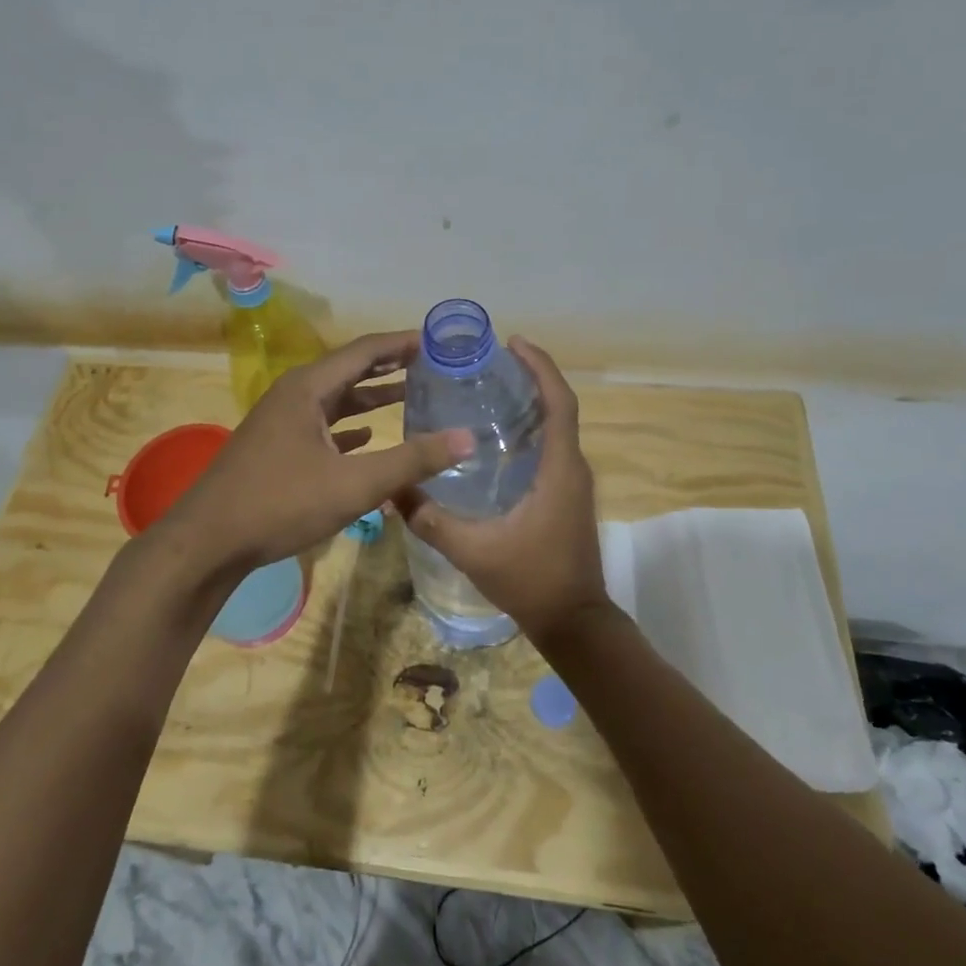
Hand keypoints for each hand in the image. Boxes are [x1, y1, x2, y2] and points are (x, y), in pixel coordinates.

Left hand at [154, 331, 474, 579]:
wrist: (208, 541)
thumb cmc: (280, 503)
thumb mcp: (354, 484)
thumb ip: (412, 461)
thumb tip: (469, 438)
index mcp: (308, 388)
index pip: (364, 351)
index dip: (402, 344)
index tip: (438, 341)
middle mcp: (294, 395)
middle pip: (350, 370)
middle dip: (390, 366)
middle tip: (432, 365)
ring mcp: (282, 422)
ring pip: (335, 400)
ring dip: (371, 397)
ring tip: (411, 395)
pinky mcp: (277, 448)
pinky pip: (322, 425)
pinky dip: (349, 426)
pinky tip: (369, 436)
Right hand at [394, 337, 613, 646]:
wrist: (574, 622)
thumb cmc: (531, 581)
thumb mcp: (473, 550)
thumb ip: (430, 519)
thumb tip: (390, 491)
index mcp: (559, 469)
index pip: (560, 402)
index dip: (541, 367)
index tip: (513, 343)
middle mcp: (573, 467)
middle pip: (558, 407)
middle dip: (530, 378)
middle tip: (487, 364)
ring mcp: (573, 482)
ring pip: (556, 428)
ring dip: (531, 403)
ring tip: (486, 390)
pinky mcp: (568, 496)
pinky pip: (551, 448)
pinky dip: (530, 430)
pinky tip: (495, 440)